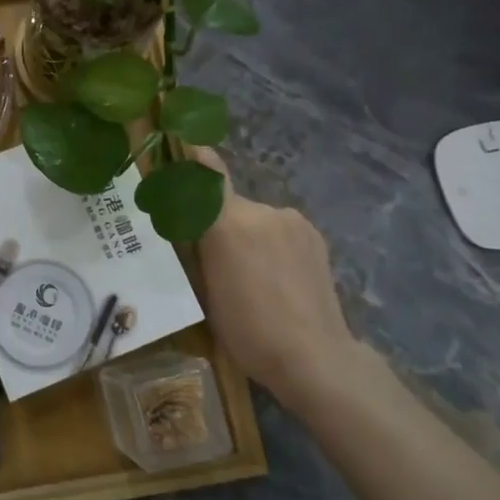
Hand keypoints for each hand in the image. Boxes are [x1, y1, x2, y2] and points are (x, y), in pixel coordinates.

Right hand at [193, 149, 365, 405]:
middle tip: (217, 261)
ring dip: (249, 236)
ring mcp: (292, 222)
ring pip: (256, 219)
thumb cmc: (249, 332)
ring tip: (253, 277)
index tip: (183, 141)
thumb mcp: (206, 290)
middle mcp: (261, 211)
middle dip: (220, 224)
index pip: (207, 174)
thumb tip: (187, 219)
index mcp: (228, 223)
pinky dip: (272, 244)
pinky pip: (280, 230)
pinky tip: (278, 278)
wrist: (316, 358)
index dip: (194, 155)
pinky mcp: (313, 235)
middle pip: (229, 205)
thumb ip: (198, 246)